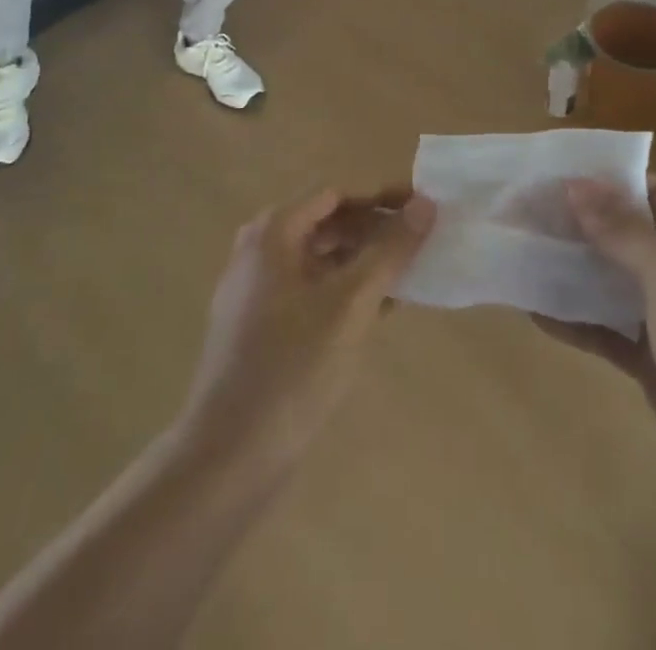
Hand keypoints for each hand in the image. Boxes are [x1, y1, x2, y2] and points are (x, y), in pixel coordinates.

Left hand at [179, 187, 435, 466]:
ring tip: (410, 274)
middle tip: (421, 243)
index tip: (422, 209)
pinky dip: (346, 290)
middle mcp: (260, 252)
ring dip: (364, 261)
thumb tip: (426, 203)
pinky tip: (382, 309)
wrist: (229, 459)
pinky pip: (312, 290)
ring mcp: (257, 292)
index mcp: (273, 233)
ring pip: (321, 259)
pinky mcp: (262, 327)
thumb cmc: (293, 367)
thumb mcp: (351, 303)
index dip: (380, 198)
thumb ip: (390, 249)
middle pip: (327, 223)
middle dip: (374, 230)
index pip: (336, 194)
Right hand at [538, 178, 655, 533]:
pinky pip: (612, 334)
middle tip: (525, 213)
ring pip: (618, 286)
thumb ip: (623, 232)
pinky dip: (579, 322)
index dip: (607, 182)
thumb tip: (577, 185)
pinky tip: (536, 312)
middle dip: (583, 227)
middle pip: (631, 240)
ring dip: (576, 272)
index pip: (655, 196)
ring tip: (523, 254)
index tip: (554, 174)